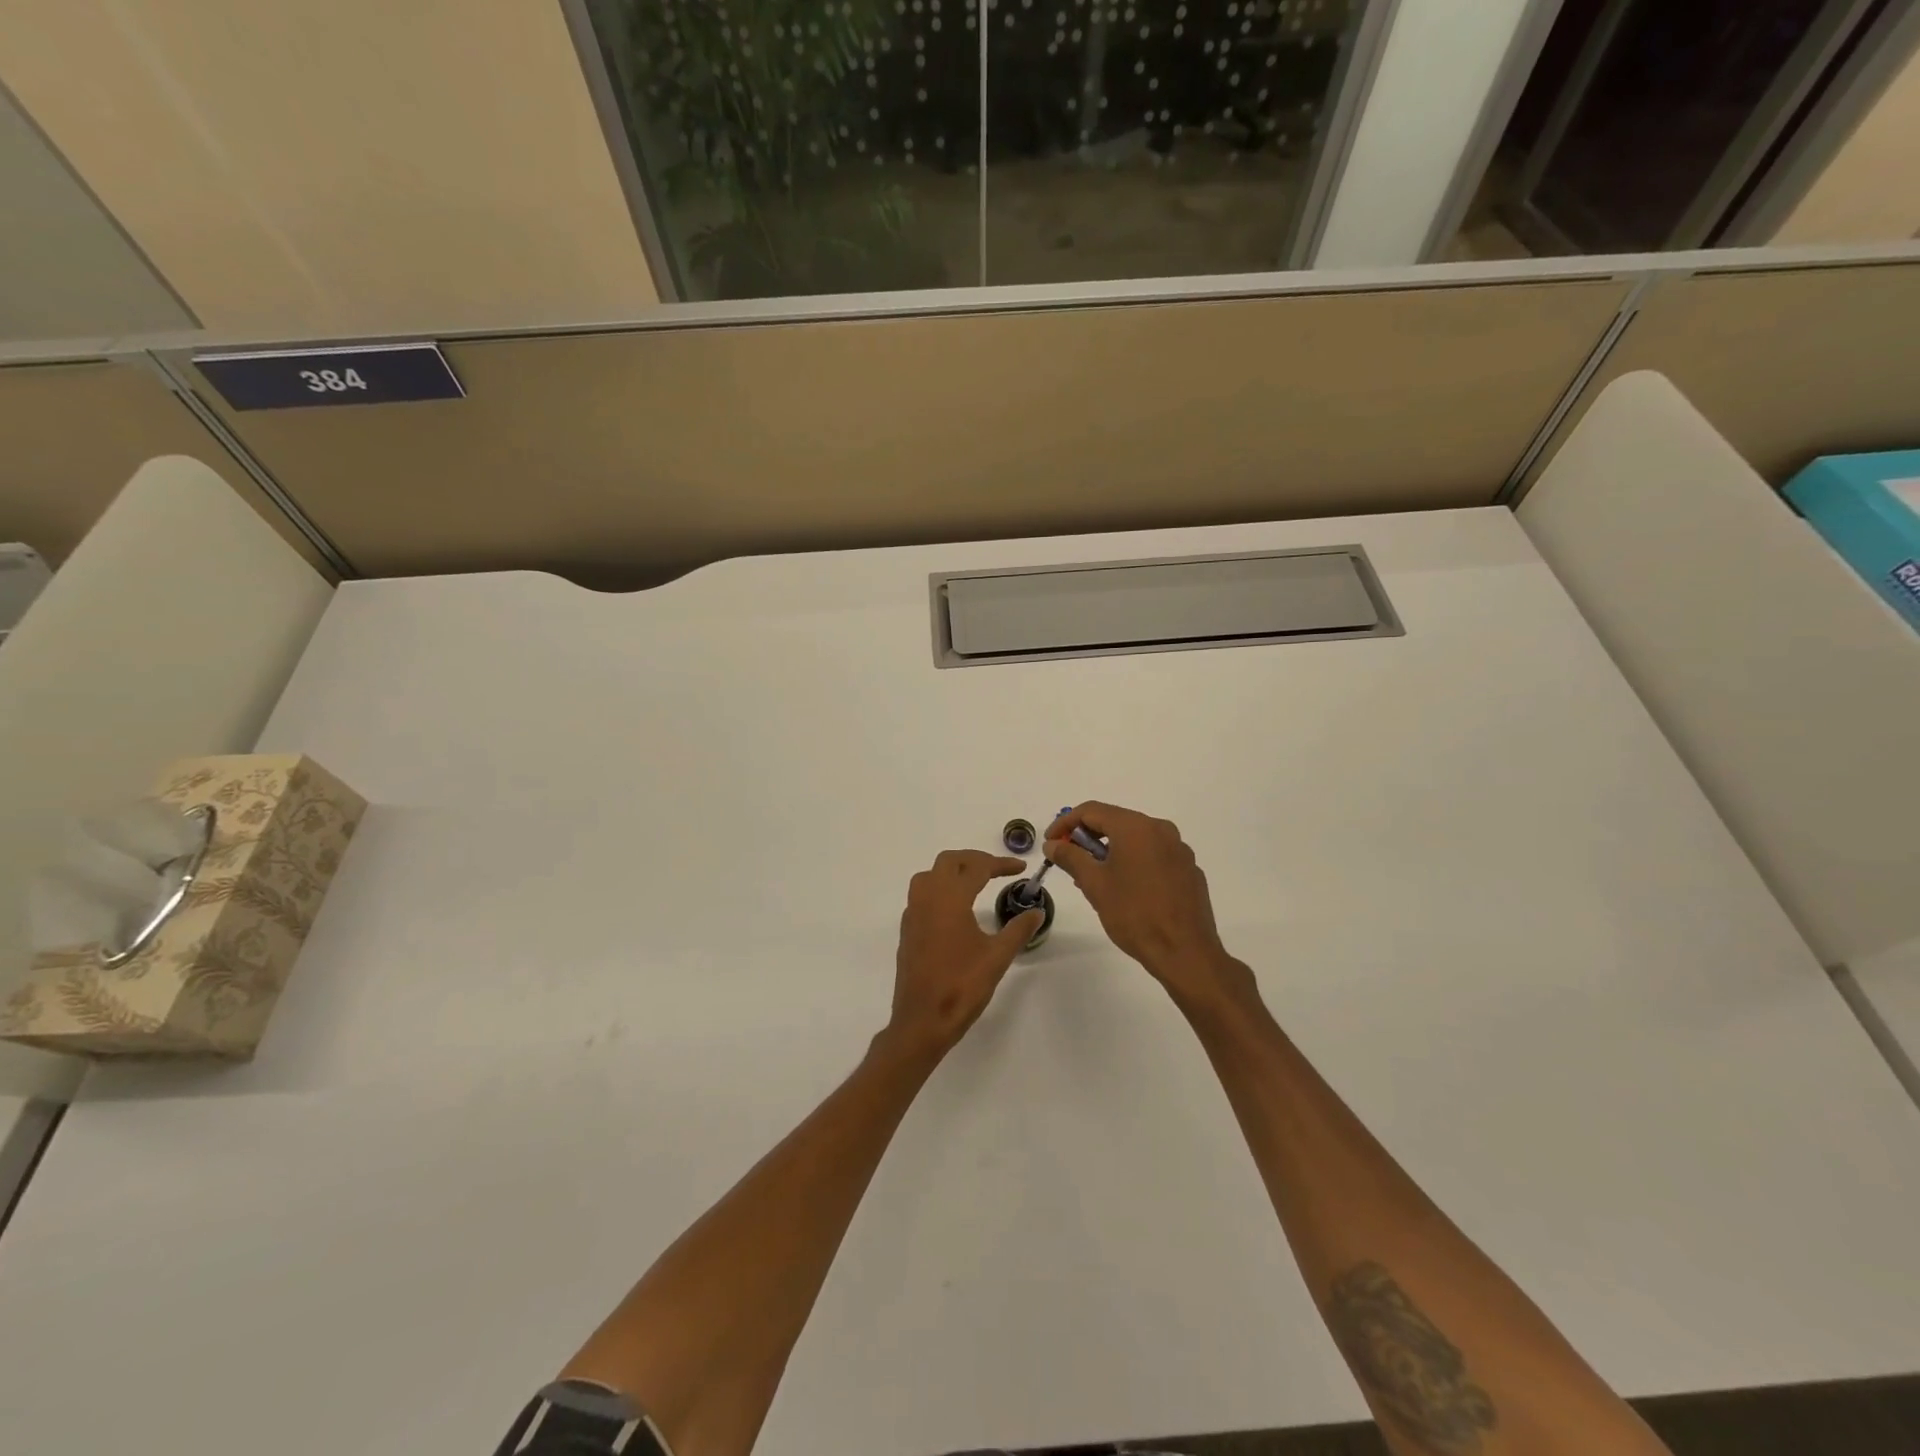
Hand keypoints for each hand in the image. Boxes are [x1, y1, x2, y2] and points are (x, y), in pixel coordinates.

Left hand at [887, 850, 1041, 1056]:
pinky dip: (939, 889)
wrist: (922, 1020)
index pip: (976, 867)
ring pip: (929, 875)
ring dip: (952, 871)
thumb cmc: (961, 986)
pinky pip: (921, 895)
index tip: (1021, 868)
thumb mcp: (997, 957)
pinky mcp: (908, 930)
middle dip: (974, 860)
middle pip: (948, 862)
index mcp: (950, 898)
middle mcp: (927, 898)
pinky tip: (955, 908)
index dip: (1000, 864)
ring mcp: (913, 913)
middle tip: (998, 870)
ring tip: (975, 882)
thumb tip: (1036, 912)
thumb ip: (1018, 930)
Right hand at [1044, 802, 1253, 1009]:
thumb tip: (1053, 844)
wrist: (1185, 953)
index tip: (1050, 842)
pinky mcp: (1189, 869)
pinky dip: (1134, 862)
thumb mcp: (1094, 884)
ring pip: (1136, 839)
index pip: (1091, 810)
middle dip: (1088, 837)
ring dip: (1110, 850)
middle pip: (1115, 821)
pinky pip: (1154, 855)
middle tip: (1069, 859)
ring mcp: (1179, 849)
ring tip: (1093, 877)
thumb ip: (1070, 857)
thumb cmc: (1134, 914)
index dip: (1065, 823)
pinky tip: (1126, 889)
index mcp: (1136, 827)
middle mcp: (1161, 829)